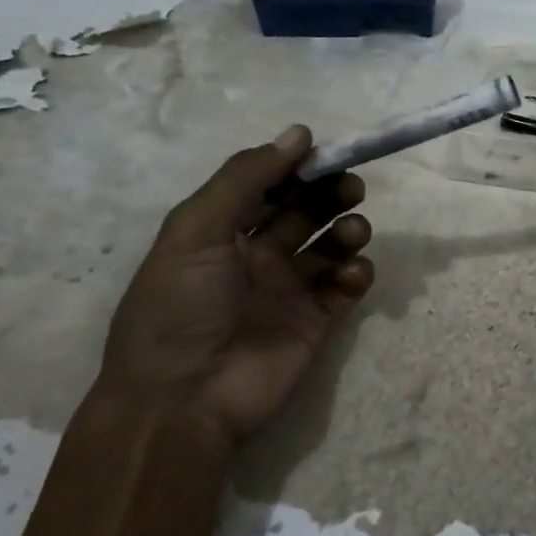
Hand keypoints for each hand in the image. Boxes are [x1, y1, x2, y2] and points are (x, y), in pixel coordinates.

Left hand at [99, 127, 375, 442]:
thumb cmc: (179, 307)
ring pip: (330, 248)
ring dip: (348, 230)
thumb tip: (300, 133)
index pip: (266, 187)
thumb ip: (245, 178)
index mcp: (221, 234)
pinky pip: (345, 289)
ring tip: (355, 231)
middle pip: (304, 213)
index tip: (326, 152)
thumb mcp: (196, 230)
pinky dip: (356, 274)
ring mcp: (288, 292)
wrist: (181, 402)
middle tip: (351, 187)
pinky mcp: (315, 324)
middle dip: (329, 194)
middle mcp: (256, 258)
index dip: (296, 167)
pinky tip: (352, 272)